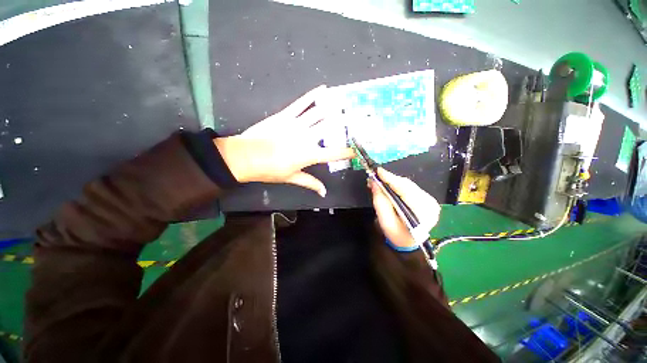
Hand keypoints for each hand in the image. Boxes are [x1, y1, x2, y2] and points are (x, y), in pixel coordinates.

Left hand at [214, 85, 353, 196]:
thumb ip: (310, 183)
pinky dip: (313, 96)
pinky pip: (301, 103)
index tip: (357, 149)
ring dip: (334, 105)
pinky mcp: (286, 115)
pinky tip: (322, 89)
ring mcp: (296, 124)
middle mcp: (307, 137)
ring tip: (345, 100)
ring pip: (319, 112)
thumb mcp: (292, 178)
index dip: (347, 152)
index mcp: (309, 155)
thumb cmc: (269, 170)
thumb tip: (323, 192)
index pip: (334, 154)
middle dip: (346, 121)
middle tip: (358, 115)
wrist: (246, 157)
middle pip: (330, 127)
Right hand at [369, 168, 440, 248]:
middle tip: (375, 177)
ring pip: (408, 185)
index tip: (378, 171)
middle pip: (407, 185)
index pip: (405, 190)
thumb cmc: (396, 235)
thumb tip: (374, 183)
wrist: (408, 243)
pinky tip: (389, 185)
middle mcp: (430, 204)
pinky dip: (397, 185)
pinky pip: (410, 187)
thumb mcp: (385, 221)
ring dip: (392, 182)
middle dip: (389, 179)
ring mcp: (430, 200)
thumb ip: (380, 201)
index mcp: (423, 213)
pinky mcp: (426, 198)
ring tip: (379, 181)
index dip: (391, 179)